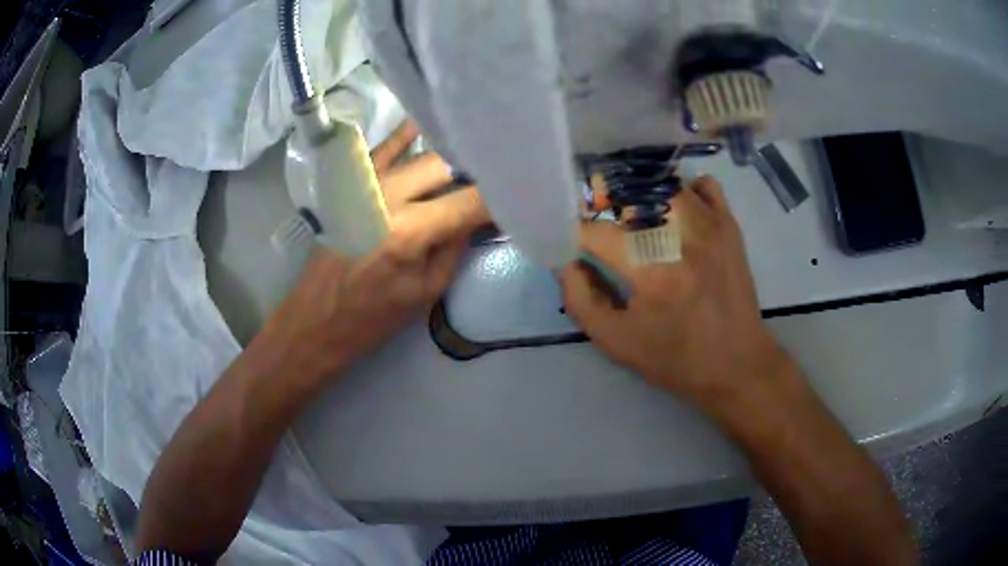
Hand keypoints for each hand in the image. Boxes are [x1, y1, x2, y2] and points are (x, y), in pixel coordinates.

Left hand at [259, 121, 488, 379]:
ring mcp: (365, 186)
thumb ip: (455, 246)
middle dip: (476, 172)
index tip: (521, 193)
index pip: (471, 201)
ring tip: (475, 155)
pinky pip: (379, 151)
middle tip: (496, 179)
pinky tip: (421, 126)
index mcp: (410, 231)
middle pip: (446, 166)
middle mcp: (388, 197)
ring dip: (449, 156)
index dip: (501, 195)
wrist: (315, 321)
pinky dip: (402, 137)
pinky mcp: (350, 186)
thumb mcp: (426, 292)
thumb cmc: (372, 318)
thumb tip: (477, 216)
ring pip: (418, 154)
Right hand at [560, 176, 785, 409]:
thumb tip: (568, 263)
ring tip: (639, 220)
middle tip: (606, 230)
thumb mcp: (616, 342)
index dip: (577, 235)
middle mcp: (681, 237)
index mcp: (651, 270)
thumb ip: (580, 301)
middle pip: (628, 195)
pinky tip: (678, 214)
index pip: (597, 232)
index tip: (576, 246)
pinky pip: (703, 185)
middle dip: (606, 208)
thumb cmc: (675, 358)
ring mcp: (709, 225)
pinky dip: (685, 191)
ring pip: (664, 184)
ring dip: (643, 196)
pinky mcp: (729, 225)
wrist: (737, 364)